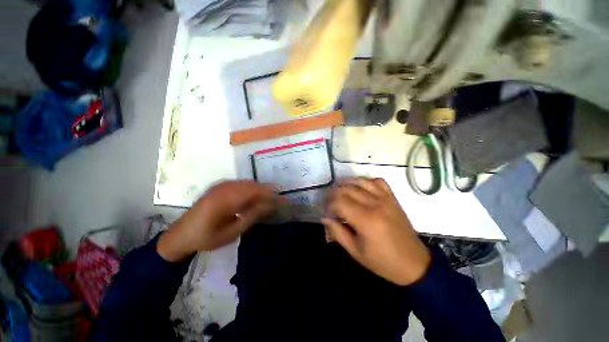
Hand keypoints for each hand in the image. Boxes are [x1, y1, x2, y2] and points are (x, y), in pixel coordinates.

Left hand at [158, 181, 276, 260]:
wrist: (181, 235)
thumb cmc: (206, 238)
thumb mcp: (231, 233)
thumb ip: (250, 217)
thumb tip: (268, 205)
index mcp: (224, 200)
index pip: (253, 191)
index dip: (268, 193)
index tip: (279, 199)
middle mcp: (222, 188)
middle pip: (250, 184)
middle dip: (265, 191)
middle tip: (275, 200)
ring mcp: (220, 186)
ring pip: (246, 183)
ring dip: (258, 190)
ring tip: (266, 200)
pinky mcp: (218, 187)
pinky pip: (239, 184)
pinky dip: (249, 189)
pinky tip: (252, 198)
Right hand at [323, 178, 430, 284]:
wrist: (413, 264)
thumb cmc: (382, 261)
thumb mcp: (355, 251)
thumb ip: (337, 232)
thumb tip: (324, 218)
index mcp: (366, 220)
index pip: (339, 203)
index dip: (328, 205)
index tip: (326, 212)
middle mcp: (375, 204)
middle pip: (347, 189)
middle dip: (333, 193)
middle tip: (329, 202)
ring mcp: (385, 199)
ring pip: (361, 181)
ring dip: (346, 183)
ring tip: (339, 190)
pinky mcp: (393, 199)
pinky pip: (378, 181)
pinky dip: (366, 181)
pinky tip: (360, 188)